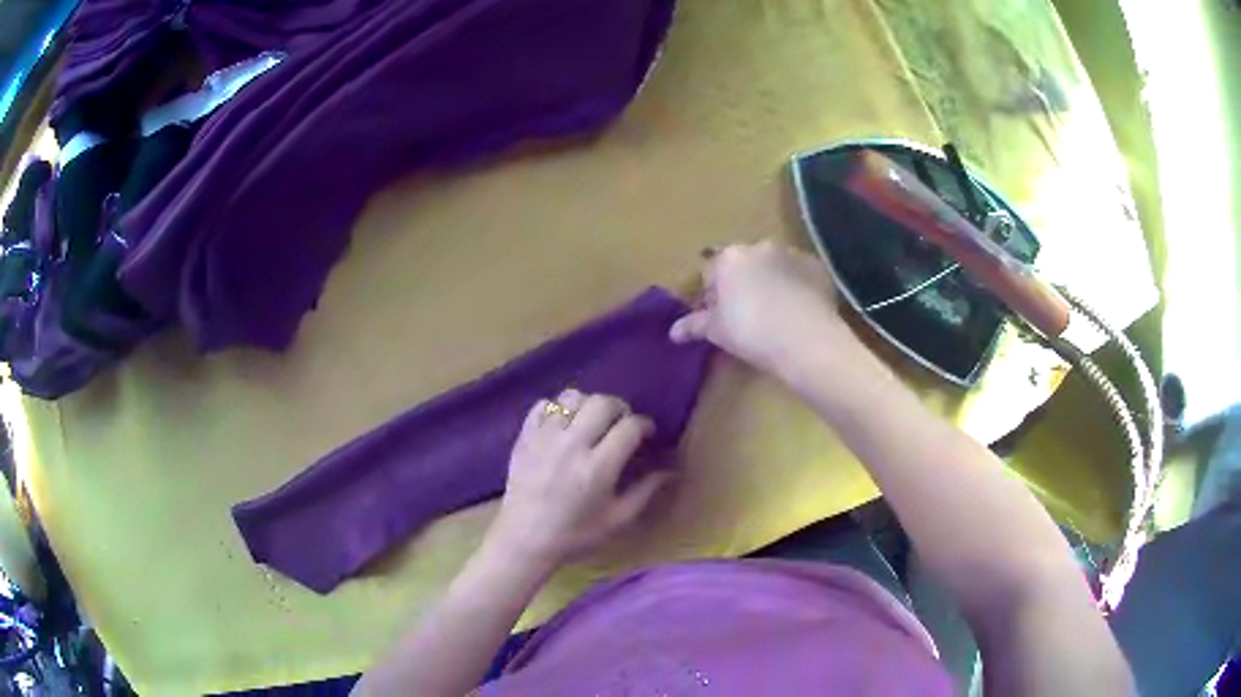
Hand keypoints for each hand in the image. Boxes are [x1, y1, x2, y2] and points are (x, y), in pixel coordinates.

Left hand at [490, 389, 670, 567]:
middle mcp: (572, 445)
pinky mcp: (525, 437)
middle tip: (621, 425)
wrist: (524, 540)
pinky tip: (563, 425)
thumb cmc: (575, 535)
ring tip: (592, 421)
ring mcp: (544, 438)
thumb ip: (645, 492)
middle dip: (620, 408)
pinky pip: (543, 405)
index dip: (645, 425)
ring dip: (589, 404)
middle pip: (602, 402)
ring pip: (572, 397)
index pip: (630, 427)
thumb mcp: (617, 520)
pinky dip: (557, 408)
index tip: (647, 434)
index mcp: (598, 468)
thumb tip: (669, 471)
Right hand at [670, 241, 847, 375]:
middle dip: (742, 285)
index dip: (712, 297)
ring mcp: (791, 253)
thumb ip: (694, 325)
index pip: (711, 272)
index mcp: (728, 258)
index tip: (718, 318)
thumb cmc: (750, 333)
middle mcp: (759, 247)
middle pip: (744, 265)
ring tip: (776, 315)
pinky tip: (799, 312)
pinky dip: (797, 287)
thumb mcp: (716, 331)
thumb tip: (673, 331)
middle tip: (746, 317)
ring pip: (774, 267)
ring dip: (771, 283)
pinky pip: (800, 275)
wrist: (805, 340)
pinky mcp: (817, 267)